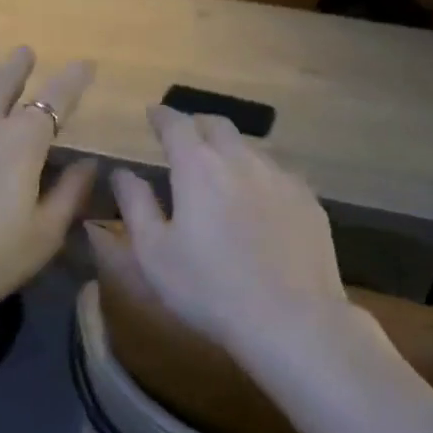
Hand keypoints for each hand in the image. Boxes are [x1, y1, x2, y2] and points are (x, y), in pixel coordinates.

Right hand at [110, 107, 351, 361]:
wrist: (290, 318)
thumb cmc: (208, 289)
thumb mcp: (154, 253)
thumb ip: (136, 205)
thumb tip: (123, 173)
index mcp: (198, 167)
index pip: (176, 124)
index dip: (162, 116)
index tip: (152, 114)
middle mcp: (242, 160)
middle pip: (218, 125)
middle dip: (197, 124)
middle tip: (185, 137)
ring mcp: (281, 177)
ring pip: (252, 148)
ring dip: (231, 149)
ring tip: (221, 168)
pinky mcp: (309, 200)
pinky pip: (279, 173)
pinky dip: (260, 175)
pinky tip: (259, 198)